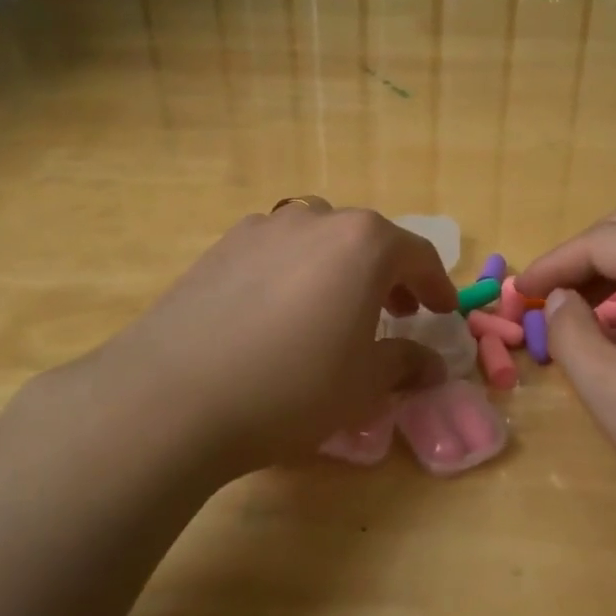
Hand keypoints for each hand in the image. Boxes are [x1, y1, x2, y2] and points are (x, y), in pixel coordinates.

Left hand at [43, 199, 458, 475]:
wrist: (172, 396)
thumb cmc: (291, 387)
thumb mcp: (364, 384)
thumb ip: (405, 364)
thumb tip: (432, 364)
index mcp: (363, 243)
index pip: (417, 255)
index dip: (436, 286)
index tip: (442, 313)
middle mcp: (314, 219)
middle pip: (367, 240)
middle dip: (389, 276)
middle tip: (397, 313)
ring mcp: (261, 228)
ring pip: (318, 240)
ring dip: (339, 269)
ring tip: (336, 310)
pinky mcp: (219, 248)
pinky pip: (275, 252)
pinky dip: (294, 273)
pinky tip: (280, 314)